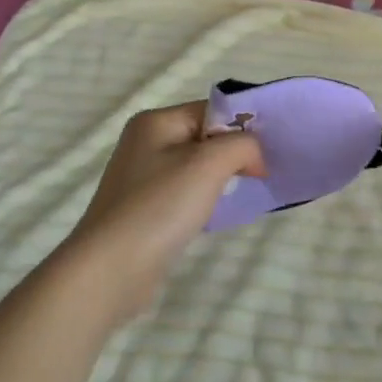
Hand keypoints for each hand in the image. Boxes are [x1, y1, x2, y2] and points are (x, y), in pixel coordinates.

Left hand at [64, 101, 265, 318]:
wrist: (110, 271)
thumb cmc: (160, 206)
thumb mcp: (209, 164)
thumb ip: (242, 145)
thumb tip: (256, 156)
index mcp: (156, 121)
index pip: (213, 110)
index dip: (244, 127)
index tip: (270, 153)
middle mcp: (146, 143)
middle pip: (206, 137)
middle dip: (235, 153)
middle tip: (263, 173)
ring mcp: (143, 178)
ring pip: (198, 167)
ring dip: (223, 178)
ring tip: (245, 192)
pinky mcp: (145, 210)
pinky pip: (186, 193)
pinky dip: (206, 200)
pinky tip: (217, 215)